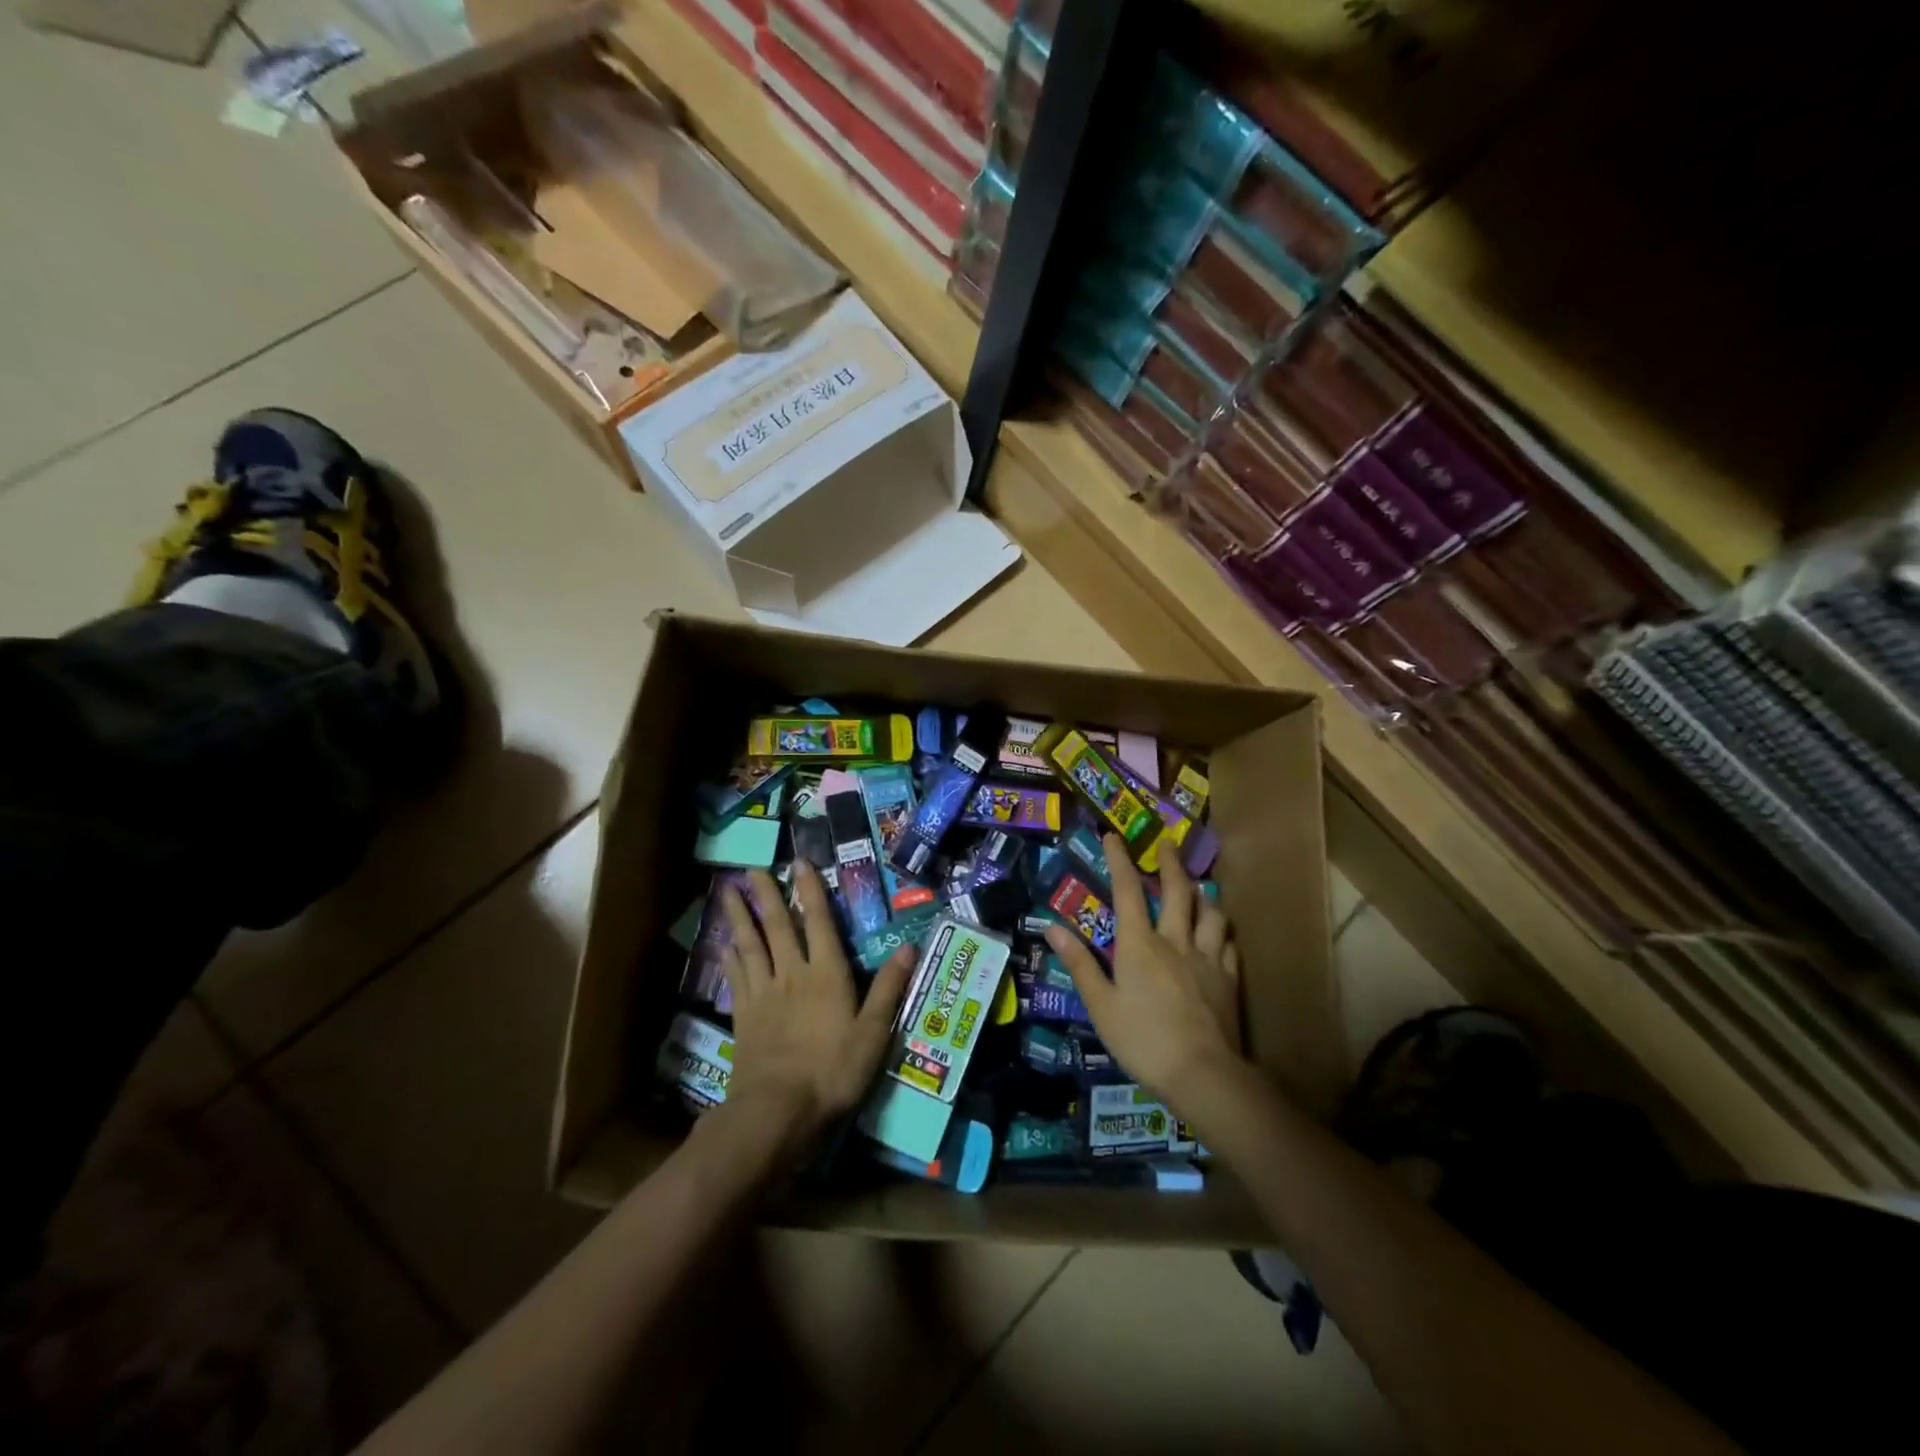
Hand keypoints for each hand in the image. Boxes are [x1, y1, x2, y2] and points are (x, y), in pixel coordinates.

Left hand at [719, 862, 912, 1146]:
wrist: (776, 1109)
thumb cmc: (832, 1070)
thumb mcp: (873, 1033)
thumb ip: (889, 988)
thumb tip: (910, 947)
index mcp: (827, 974)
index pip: (820, 922)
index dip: (810, 891)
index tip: (799, 863)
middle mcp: (793, 973)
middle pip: (778, 926)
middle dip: (766, 895)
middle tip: (752, 867)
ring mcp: (764, 993)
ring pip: (751, 945)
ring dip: (740, 917)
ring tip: (728, 892)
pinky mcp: (744, 1015)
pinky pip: (736, 976)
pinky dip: (729, 956)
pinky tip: (723, 944)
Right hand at [1045, 834, 1241, 1108]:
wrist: (1202, 1074)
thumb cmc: (1142, 1040)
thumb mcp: (1100, 1005)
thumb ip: (1080, 964)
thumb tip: (1052, 927)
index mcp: (1139, 944)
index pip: (1127, 891)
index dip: (1119, 860)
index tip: (1113, 836)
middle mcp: (1175, 941)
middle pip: (1177, 891)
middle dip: (1170, 863)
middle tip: (1168, 843)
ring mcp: (1207, 959)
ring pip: (1211, 913)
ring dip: (1203, 895)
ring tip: (1199, 888)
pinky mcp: (1229, 980)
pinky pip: (1228, 944)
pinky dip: (1222, 932)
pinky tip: (1220, 934)